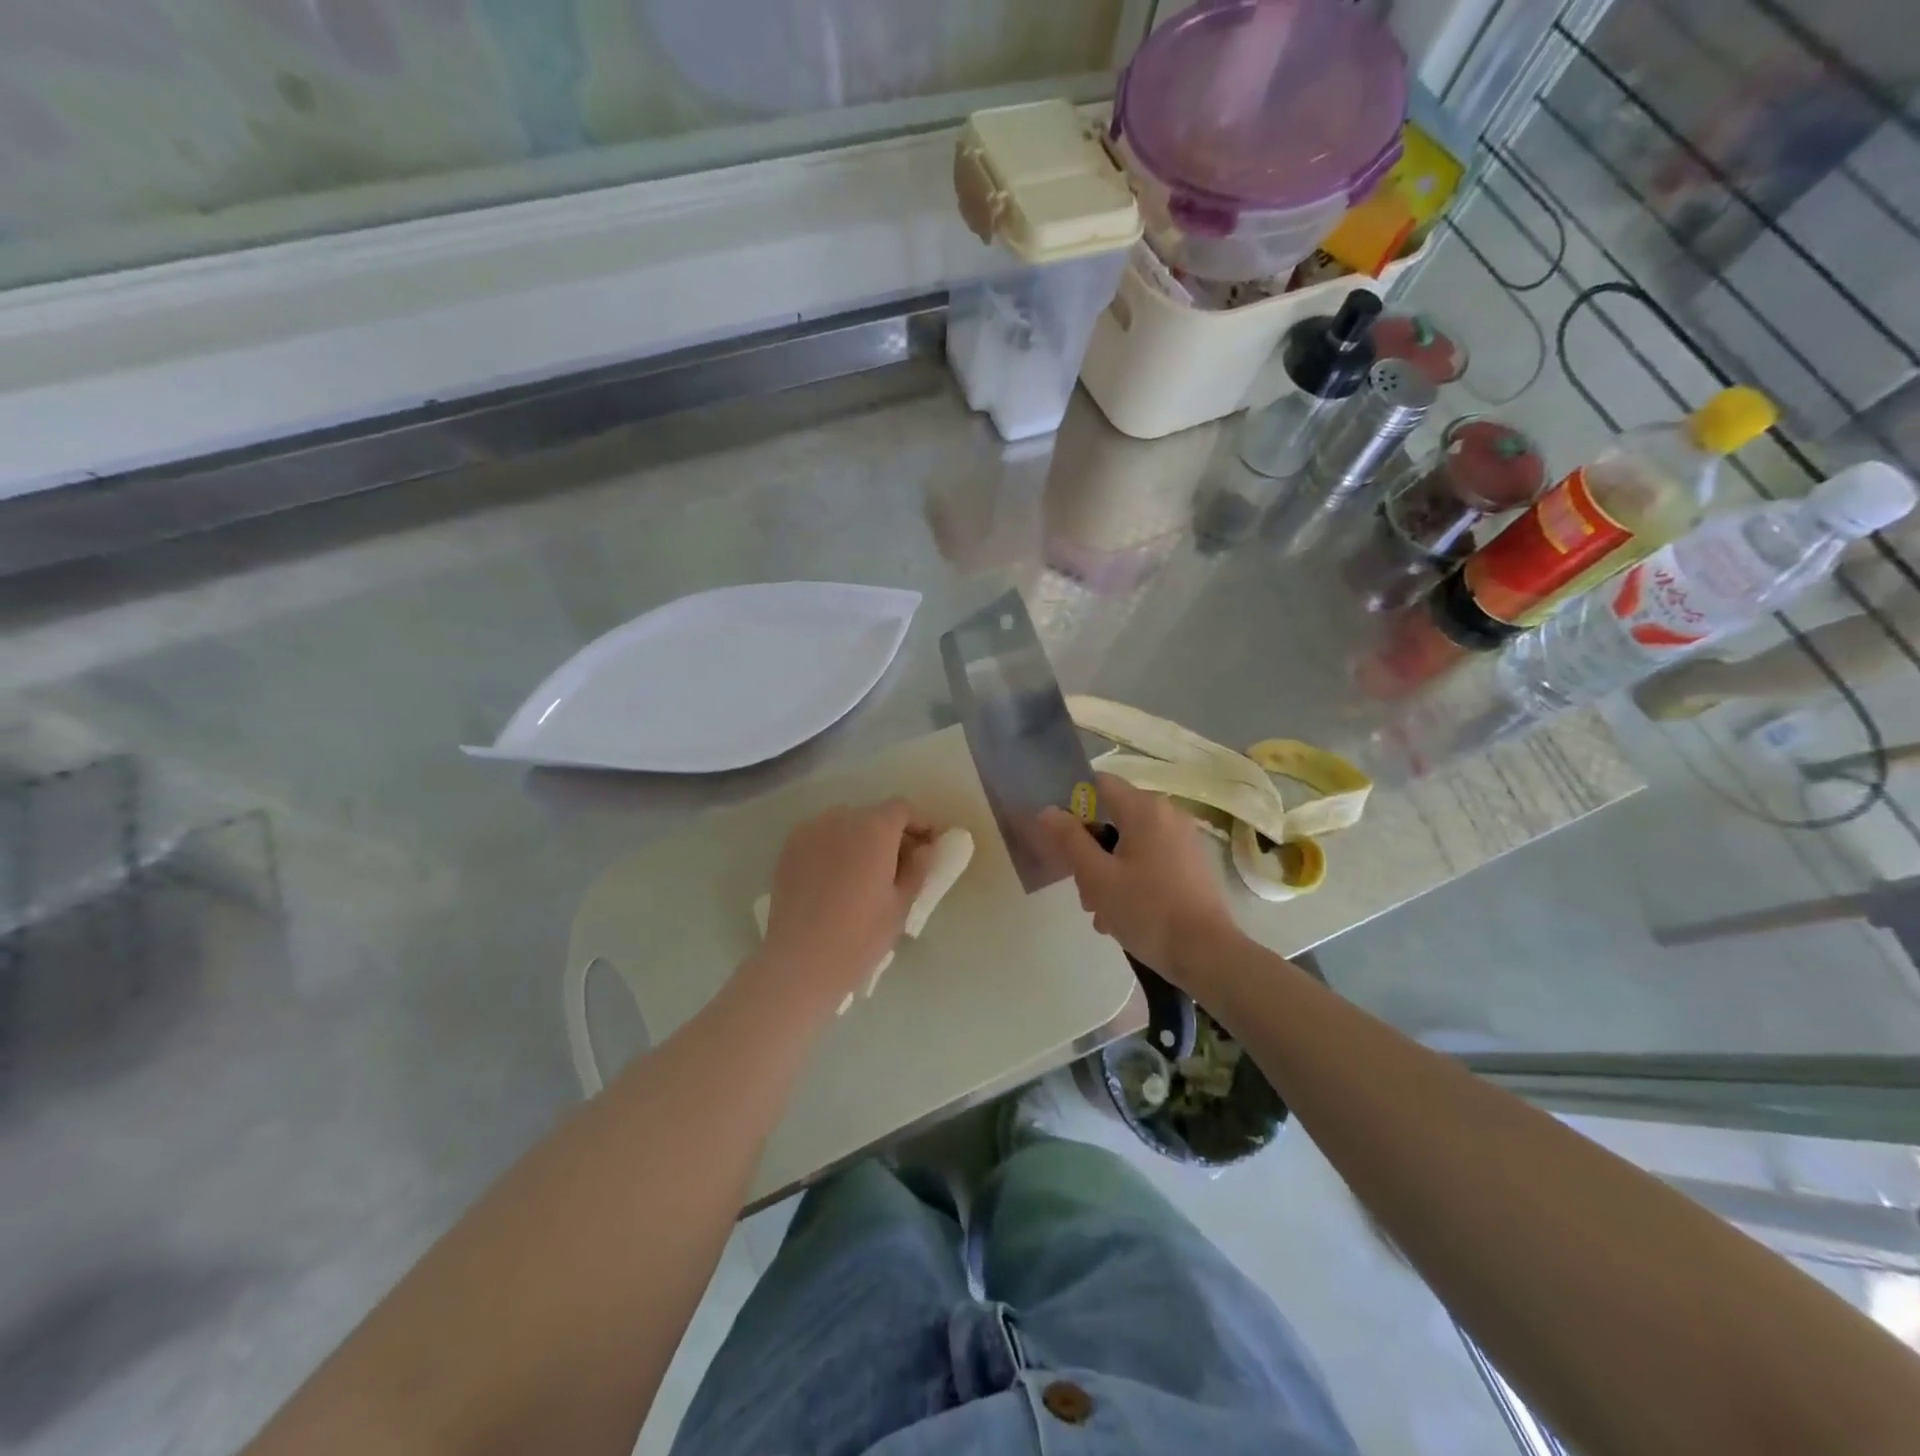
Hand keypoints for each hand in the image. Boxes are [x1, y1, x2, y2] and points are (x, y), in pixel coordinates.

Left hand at [755, 800, 939, 1013]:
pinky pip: (821, 837)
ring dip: (861, 839)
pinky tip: (837, 878)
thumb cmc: (860, 936)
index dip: (920, 824)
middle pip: (873, 815)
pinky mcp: (789, 849)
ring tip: (865, 873)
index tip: (928, 847)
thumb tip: (925, 849)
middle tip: (900, 865)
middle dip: (890, 834)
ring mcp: (810, 831)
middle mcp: (840, 819)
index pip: (903, 809)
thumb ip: (918, 868)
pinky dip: (835, 848)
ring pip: (845, 825)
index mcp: (874, 828)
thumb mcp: (901, 904)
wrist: (799, 962)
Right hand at [1040, 773, 1240, 984]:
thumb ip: (1069, 839)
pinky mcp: (1192, 864)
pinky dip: (1132, 878)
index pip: (1099, 783)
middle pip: (1113, 817)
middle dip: (1090, 850)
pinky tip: (1123, 915)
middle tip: (1082, 889)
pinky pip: (1151, 859)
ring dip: (1108, 870)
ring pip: (1130, 843)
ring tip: (1101, 913)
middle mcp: (1168, 814)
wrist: (1207, 954)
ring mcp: (1184, 839)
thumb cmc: (1147, 910)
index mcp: (1145, 808)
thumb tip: (1048, 811)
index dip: (1073, 804)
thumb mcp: (1097, 877)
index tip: (1060, 837)